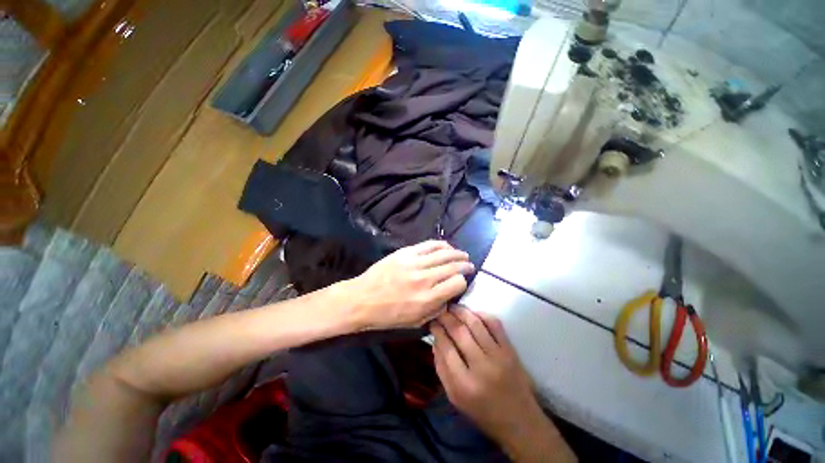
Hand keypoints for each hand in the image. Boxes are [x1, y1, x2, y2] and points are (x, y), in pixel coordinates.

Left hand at [345, 241, 473, 329]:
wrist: (362, 299)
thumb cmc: (388, 315)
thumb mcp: (415, 322)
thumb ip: (436, 309)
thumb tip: (449, 296)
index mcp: (428, 298)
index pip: (457, 284)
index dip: (462, 282)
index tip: (461, 283)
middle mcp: (424, 278)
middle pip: (453, 266)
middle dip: (465, 265)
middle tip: (470, 265)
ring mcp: (414, 263)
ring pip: (443, 253)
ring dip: (457, 253)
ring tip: (463, 254)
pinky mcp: (405, 252)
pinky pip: (428, 245)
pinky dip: (441, 244)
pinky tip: (447, 246)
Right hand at [432, 307, 575, 462]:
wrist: (520, 421)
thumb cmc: (483, 412)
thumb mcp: (454, 398)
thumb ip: (441, 369)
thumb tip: (435, 341)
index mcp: (464, 385)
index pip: (446, 347)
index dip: (437, 330)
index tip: (432, 322)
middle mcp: (481, 367)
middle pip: (459, 332)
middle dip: (446, 317)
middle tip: (440, 310)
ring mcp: (498, 356)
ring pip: (476, 324)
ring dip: (461, 311)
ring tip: (452, 307)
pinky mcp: (510, 350)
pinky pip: (495, 324)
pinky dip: (482, 314)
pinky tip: (472, 313)